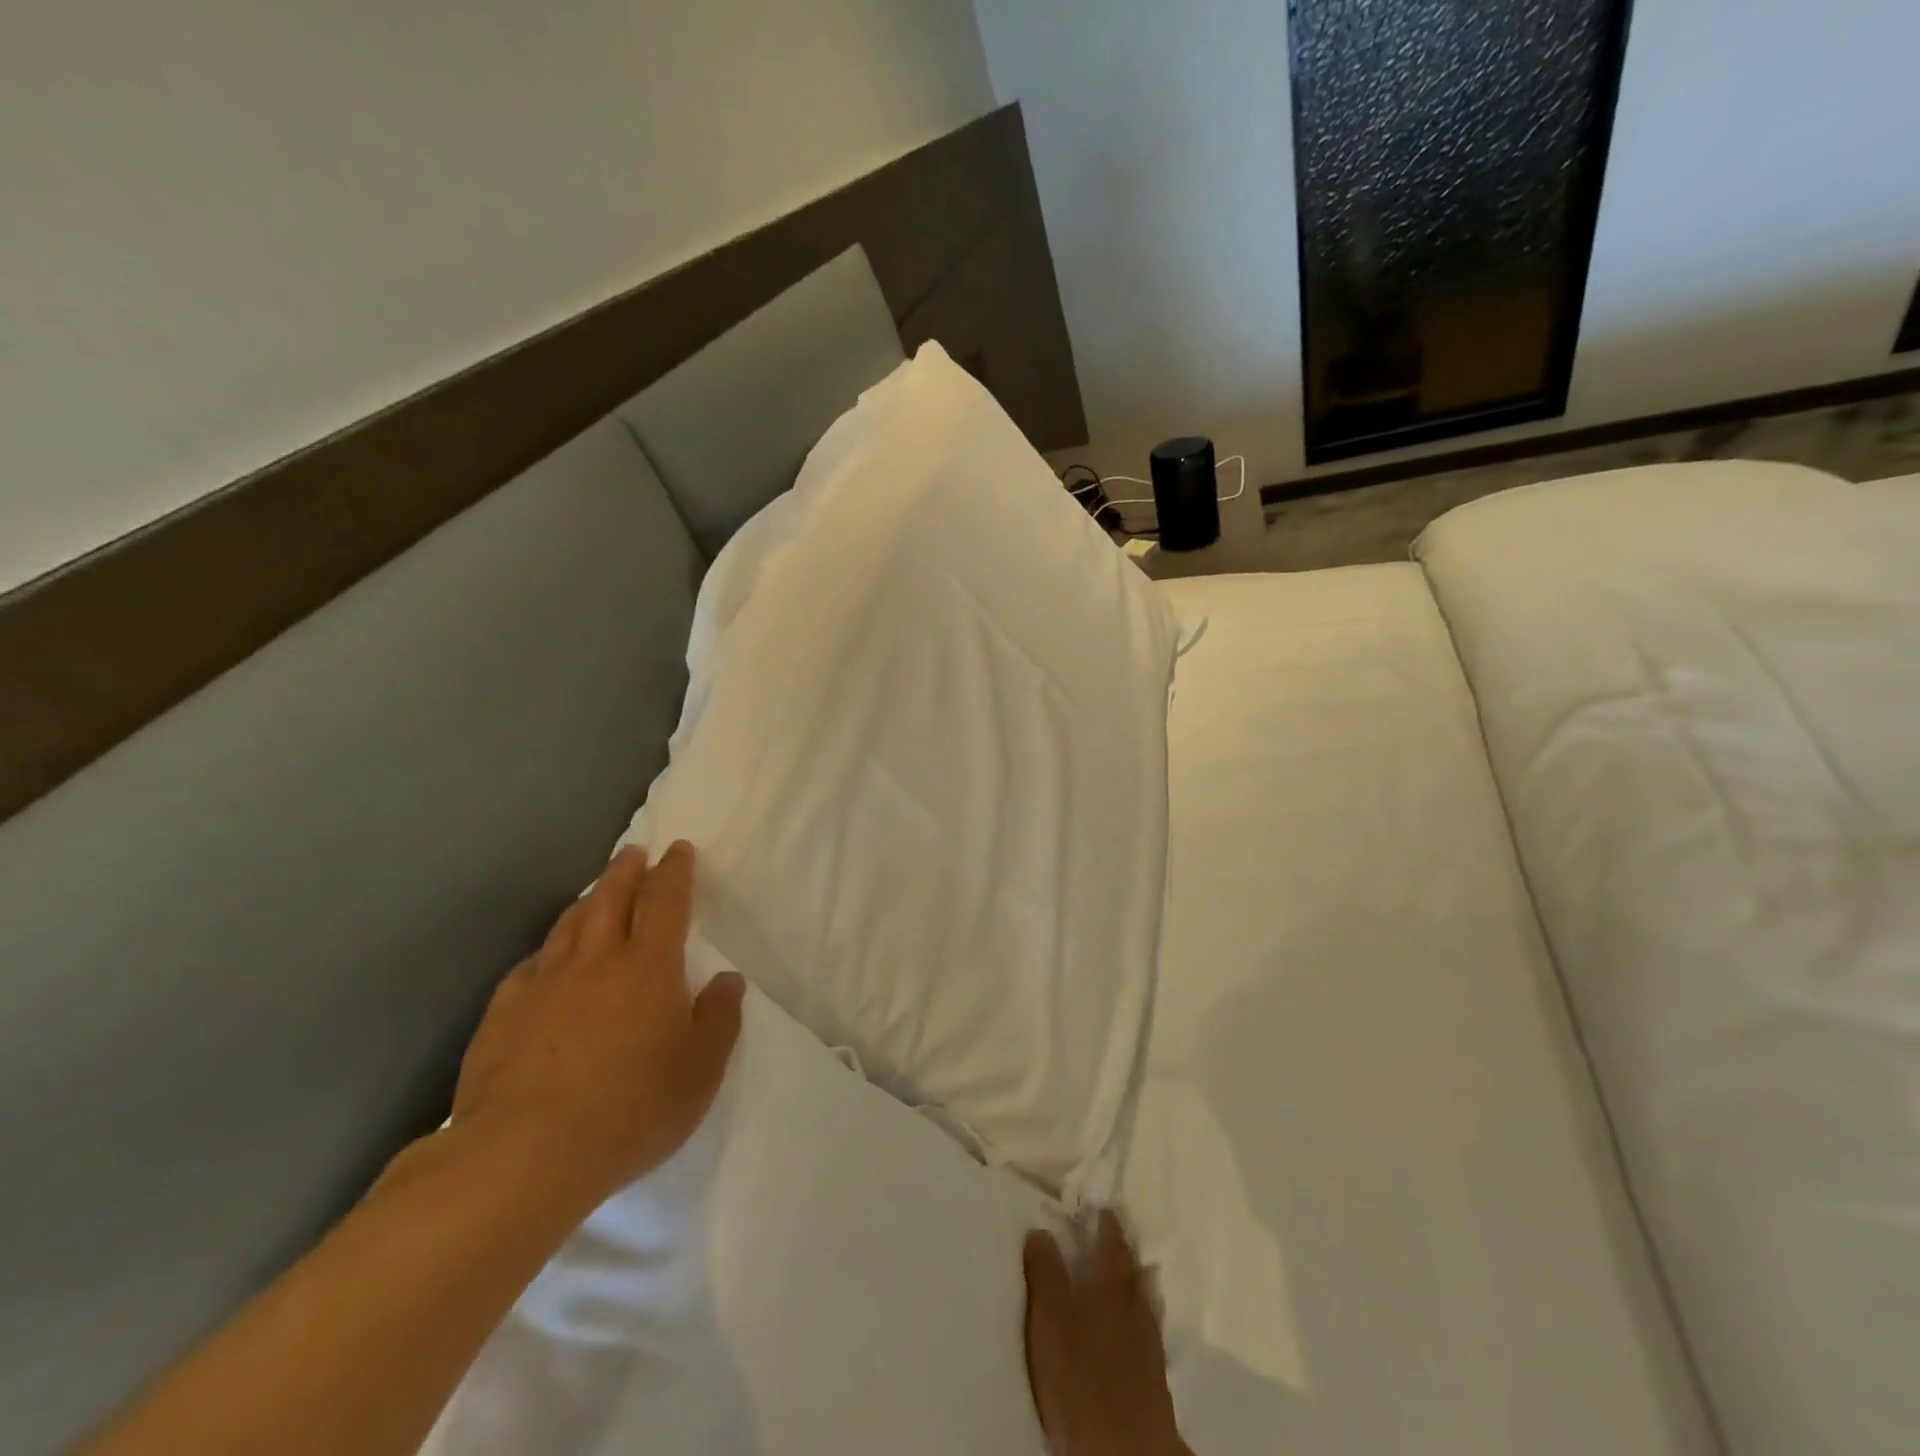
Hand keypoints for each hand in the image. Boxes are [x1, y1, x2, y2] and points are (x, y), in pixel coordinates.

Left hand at [450, 842, 744, 1210]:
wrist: (525, 1153)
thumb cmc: (631, 1108)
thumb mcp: (701, 1069)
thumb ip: (719, 1019)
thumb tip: (728, 979)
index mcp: (650, 966)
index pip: (666, 902)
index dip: (674, 872)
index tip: (678, 850)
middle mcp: (597, 961)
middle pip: (612, 898)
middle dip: (627, 871)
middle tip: (634, 852)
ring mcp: (544, 984)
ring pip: (569, 925)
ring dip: (588, 900)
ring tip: (597, 891)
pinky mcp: (504, 1014)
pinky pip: (530, 965)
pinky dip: (546, 951)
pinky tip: (546, 958)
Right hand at [1024, 1210, 1191, 1455]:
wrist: (1126, 1449)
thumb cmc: (1080, 1376)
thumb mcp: (1049, 1318)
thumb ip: (1044, 1271)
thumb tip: (1041, 1229)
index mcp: (1110, 1281)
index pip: (1111, 1238)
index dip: (1104, 1219)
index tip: (1097, 1205)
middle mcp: (1134, 1301)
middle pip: (1131, 1264)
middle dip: (1121, 1245)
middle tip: (1109, 1231)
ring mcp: (1148, 1337)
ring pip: (1143, 1293)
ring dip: (1133, 1277)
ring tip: (1124, 1268)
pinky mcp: (1154, 1372)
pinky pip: (1147, 1324)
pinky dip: (1139, 1310)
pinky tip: (1133, 1320)